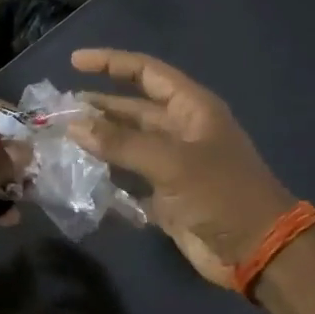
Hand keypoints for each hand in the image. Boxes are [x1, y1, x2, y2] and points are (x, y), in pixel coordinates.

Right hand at [69, 49, 295, 286]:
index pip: (146, 72)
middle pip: (132, 108)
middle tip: (58, 109)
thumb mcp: (171, 163)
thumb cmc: (221, 194)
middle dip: (98, 105)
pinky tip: (79, 174)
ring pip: (127, 142)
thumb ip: (121, 143)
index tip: (74, 62)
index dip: (111, 63)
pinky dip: (106, 174)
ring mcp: (172, 163)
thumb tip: (73, 125)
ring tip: (61, 136)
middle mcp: (180, 130)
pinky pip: (128, 176)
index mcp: (191, 109)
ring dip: (98, 139)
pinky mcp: (165, 194)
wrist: (256, 251)